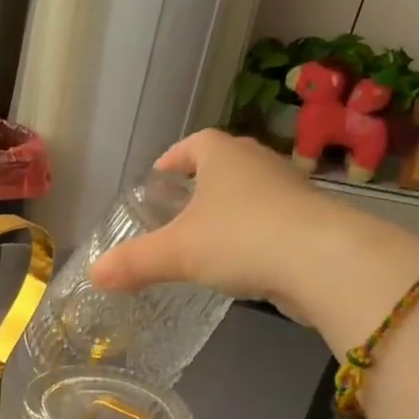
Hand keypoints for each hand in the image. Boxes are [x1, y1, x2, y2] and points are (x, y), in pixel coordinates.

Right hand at [90, 130, 331, 305]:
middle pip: (224, 165)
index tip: (159, 177)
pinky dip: (255, 235)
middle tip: (178, 210)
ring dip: (230, 211)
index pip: (194, 144)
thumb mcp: (176, 253)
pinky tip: (244, 263)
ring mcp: (291, 191)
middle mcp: (259, 163)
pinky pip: (273, 221)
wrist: (324, 262)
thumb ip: (134, 262)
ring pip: (251, 194)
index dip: (173, 158)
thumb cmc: (241, 239)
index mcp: (223, 155)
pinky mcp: (313, 221)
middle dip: (201, 185)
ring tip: (207, 239)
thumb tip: (93, 275)